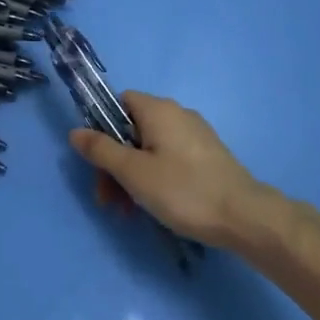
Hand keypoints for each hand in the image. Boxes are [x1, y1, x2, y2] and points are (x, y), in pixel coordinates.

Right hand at [68, 93, 274, 251]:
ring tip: (128, 212)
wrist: (244, 216)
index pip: (119, 103)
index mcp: (158, 110)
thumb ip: (101, 150)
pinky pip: (170, 159)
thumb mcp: (133, 173)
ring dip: (132, 177)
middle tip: (108, 200)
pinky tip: (153, 207)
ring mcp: (195, 135)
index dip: (102, 129)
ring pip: (150, 149)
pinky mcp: (207, 156)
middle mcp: (177, 114)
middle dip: (114, 164)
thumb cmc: (183, 190)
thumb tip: (75, 131)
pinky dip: (155, 178)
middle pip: (132, 130)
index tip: (97, 162)